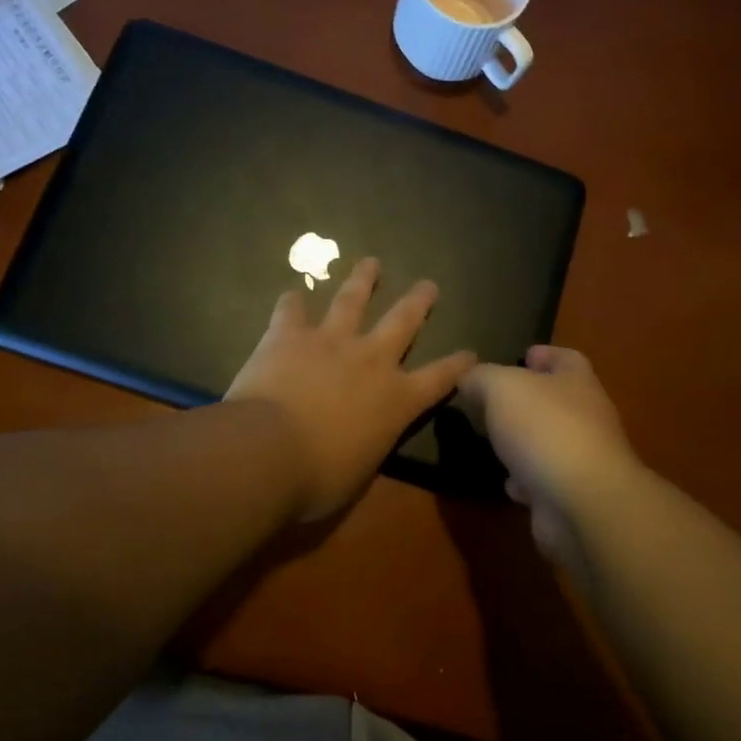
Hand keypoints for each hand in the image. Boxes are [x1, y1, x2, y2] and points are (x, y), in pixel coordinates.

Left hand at [227, 258, 475, 520]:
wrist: (269, 451)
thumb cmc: (318, 477)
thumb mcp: (358, 471)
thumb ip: (367, 445)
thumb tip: (359, 441)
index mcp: (396, 400)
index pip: (439, 379)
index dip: (457, 366)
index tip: (471, 353)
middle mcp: (371, 360)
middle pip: (403, 322)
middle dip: (418, 302)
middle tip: (428, 284)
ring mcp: (330, 341)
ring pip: (352, 300)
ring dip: (363, 280)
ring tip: (371, 262)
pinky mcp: (289, 335)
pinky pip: (292, 310)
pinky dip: (292, 301)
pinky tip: (292, 293)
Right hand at [457, 346, 639, 569]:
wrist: (582, 503)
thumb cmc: (545, 429)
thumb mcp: (501, 387)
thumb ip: (481, 378)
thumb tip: (469, 380)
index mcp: (577, 382)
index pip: (566, 358)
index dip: (545, 354)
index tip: (523, 356)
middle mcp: (587, 417)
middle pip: (557, 401)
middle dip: (527, 401)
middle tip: (492, 402)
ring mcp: (583, 459)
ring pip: (549, 442)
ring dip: (524, 443)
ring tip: (494, 442)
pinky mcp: (572, 496)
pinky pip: (544, 481)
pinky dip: (526, 481)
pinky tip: (508, 483)